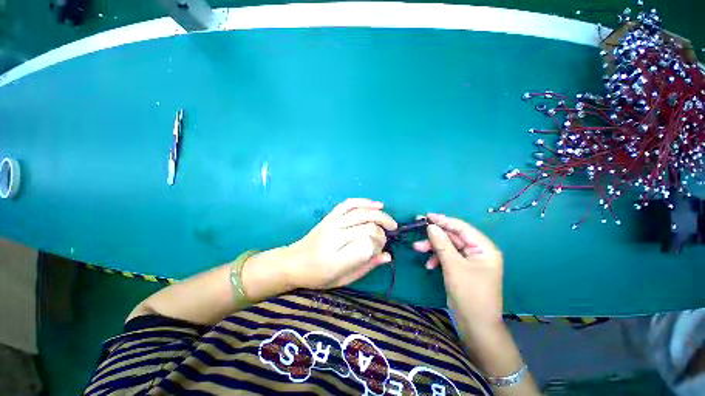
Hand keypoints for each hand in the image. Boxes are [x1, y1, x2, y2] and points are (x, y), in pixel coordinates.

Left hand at [286, 198, 396, 289]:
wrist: (293, 262)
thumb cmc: (318, 276)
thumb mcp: (343, 279)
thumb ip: (366, 267)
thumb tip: (388, 256)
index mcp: (336, 259)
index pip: (367, 245)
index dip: (379, 247)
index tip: (380, 252)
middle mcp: (334, 237)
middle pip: (368, 228)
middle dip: (381, 234)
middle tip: (385, 240)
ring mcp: (332, 223)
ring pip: (362, 213)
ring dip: (381, 216)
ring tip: (391, 223)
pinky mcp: (330, 215)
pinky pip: (350, 203)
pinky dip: (365, 202)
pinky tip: (378, 205)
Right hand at [413, 213, 503, 333]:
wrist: (475, 325)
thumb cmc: (469, 294)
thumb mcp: (453, 266)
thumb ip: (442, 244)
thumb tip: (431, 226)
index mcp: (484, 248)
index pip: (462, 227)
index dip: (444, 220)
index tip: (427, 216)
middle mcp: (478, 251)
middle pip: (454, 236)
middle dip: (435, 236)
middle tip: (417, 230)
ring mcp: (470, 260)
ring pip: (449, 246)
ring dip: (433, 247)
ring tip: (417, 248)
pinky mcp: (462, 268)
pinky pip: (448, 257)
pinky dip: (437, 258)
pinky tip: (429, 265)